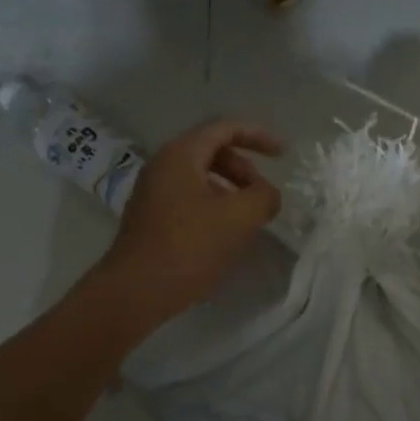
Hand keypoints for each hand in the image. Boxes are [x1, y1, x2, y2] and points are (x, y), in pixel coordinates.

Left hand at [99, 119, 283, 324]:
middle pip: (212, 151)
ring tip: (248, 218)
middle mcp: (162, 166)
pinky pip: (189, 199)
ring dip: (231, 190)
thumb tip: (267, 195)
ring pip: (201, 177)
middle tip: (262, 195)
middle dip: (244, 168)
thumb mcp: (239, 218)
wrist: (136, 291)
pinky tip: (225, 234)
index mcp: (181, 155)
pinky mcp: (151, 219)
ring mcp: (153, 193)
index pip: (224, 129)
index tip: (283, 155)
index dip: (258, 136)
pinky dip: (214, 206)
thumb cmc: (189, 247)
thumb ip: (264, 197)